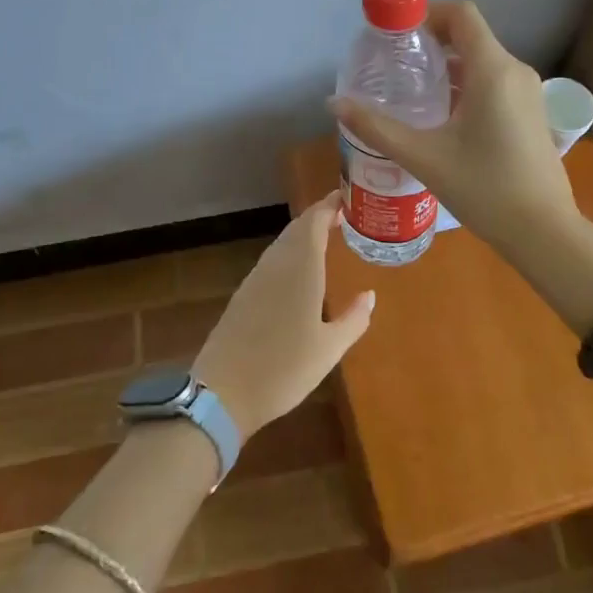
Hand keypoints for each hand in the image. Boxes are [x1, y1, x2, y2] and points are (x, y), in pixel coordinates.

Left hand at [190, 192, 374, 440]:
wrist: (222, 393)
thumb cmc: (284, 369)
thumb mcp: (329, 349)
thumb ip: (353, 319)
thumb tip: (370, 296)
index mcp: (300, 269)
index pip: (314, 222)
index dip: (329, 206)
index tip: (347, 198)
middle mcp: (276, 265)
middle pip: (296, 229)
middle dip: (318, 217)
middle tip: (342, 215)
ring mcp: (255, 279)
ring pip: (282, 244)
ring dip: (303, 235)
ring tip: (325, 238)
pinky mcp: (243, 296)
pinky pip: (271, 262)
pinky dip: (289, 254)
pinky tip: (298, 272)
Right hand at [327, 0, 579, 267]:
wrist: (543, 232)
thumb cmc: (484, 189)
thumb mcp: (423, 157)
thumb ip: (376, 127)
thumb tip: (334, 103)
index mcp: (493, 70)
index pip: (461, 15)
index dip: (426, 13)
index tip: (395, 33)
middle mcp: (515, 71)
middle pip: (470, 36)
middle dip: (430, 42)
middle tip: (393, 65)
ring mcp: (527, 93)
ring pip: (482, 61)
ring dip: (447, 66)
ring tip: (410, 91)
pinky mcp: (531, 113)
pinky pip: (494, 82)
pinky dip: (465, 85)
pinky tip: (441, 116)